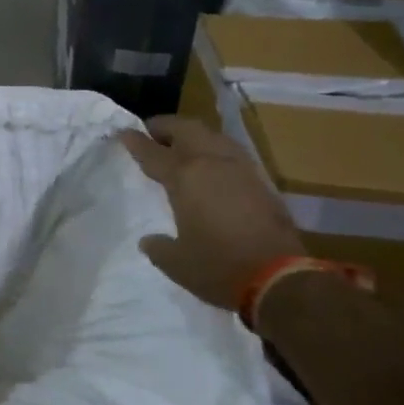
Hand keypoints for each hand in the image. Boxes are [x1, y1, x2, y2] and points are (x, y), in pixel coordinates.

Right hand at [118, 116, 301, 315]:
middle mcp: (211, 163)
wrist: (280, 278)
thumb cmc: (219, 267)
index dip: (135, 141)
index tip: (123, 132)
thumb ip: (159, 247)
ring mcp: (240, 168)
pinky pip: (231, 152)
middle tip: (153, 132)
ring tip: (182, 146)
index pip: (153, 152)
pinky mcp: (261, 181)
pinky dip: (215, 150)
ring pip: (213, 135)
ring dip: (193, 135)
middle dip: (166, 126)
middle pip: (185, 129)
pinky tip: (213, 165)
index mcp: (184, 177)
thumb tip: (149, 240)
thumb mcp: (177, 263)